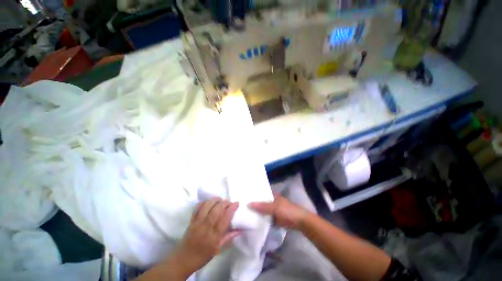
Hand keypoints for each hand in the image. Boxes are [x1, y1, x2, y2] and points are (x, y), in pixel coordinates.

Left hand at [171, 198, 239, 276]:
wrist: (183, 259)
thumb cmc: (203, 256)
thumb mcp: (218, 250)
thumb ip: (228, 237)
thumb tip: (240, 230)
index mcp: (214, 237)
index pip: (224, 219)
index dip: (231, 209)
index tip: (236, 203)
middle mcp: (206, 228)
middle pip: (216, 210)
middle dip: (224, 203)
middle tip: (229, 201)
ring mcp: (197, 223)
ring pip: (207, 206)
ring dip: (215, 200)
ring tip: (220, 199)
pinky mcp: (191, 221)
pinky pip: (197, 208)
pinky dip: (204, 202)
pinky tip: (209, 202)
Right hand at [248, 194, 309, 229]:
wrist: (300, 222)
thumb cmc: (287, 211)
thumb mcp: (274, 207)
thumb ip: (262, 206)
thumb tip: (248, 204)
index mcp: (272, 195)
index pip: (261, 193)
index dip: (253, 194)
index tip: (243, 196)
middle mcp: (271, 202)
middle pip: (261, 202)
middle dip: (253, 204)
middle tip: (240, 205)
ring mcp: (273, 211)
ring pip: (262, 211)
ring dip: (256, 212)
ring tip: (243, 213)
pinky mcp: (274, 219)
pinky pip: (265, 218)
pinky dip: (260, 219)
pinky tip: (252, 221)